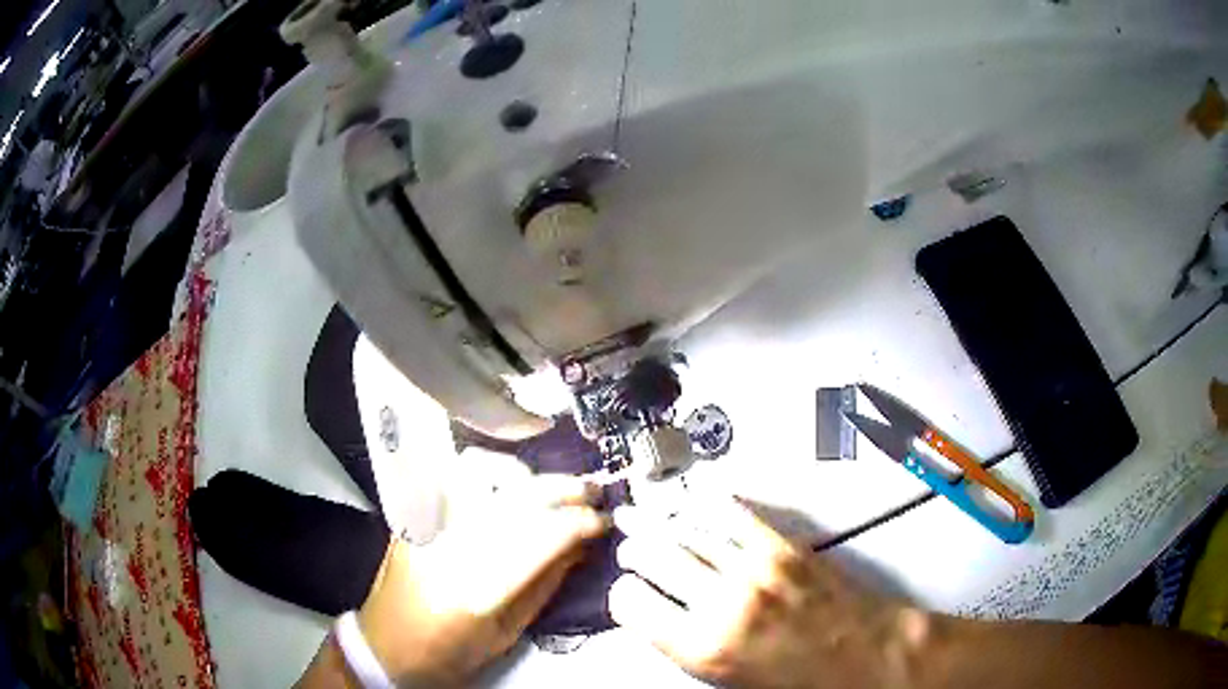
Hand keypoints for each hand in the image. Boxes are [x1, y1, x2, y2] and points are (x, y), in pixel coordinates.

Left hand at [358, 476, 610, 686]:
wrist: (385, 645)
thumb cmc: (447, 654)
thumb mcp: (506, 633)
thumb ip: (545, 586)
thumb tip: (581, 547)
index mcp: (476, 589)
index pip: (542, 536)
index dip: (582, 522)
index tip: (603, 522)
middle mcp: (448, 546)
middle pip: (517, 497)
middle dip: (565, 489)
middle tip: (592, 492)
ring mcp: (425, 523)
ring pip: (481, 472)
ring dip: (525, 474)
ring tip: (549, 488)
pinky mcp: (412, 514)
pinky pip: (454, 476)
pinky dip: (490, 472)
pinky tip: (509, 485)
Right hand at [609, 499, 929, 688]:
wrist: (861, 656)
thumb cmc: (795, 680)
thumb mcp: (724, 679)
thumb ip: (682, 645)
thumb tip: (655, 614)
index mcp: (702, 647)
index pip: (629, 602)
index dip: (625, 597)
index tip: (631, 595)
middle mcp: (722, 602)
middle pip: (651, 555)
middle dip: (636, 553)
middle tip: (636, 555)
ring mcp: (755, 567)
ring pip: (684, 529)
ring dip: (664, 528)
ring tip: (659, 531)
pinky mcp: (783, 545)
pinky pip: (730, 512)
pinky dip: (707, 506)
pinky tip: (696, 507)